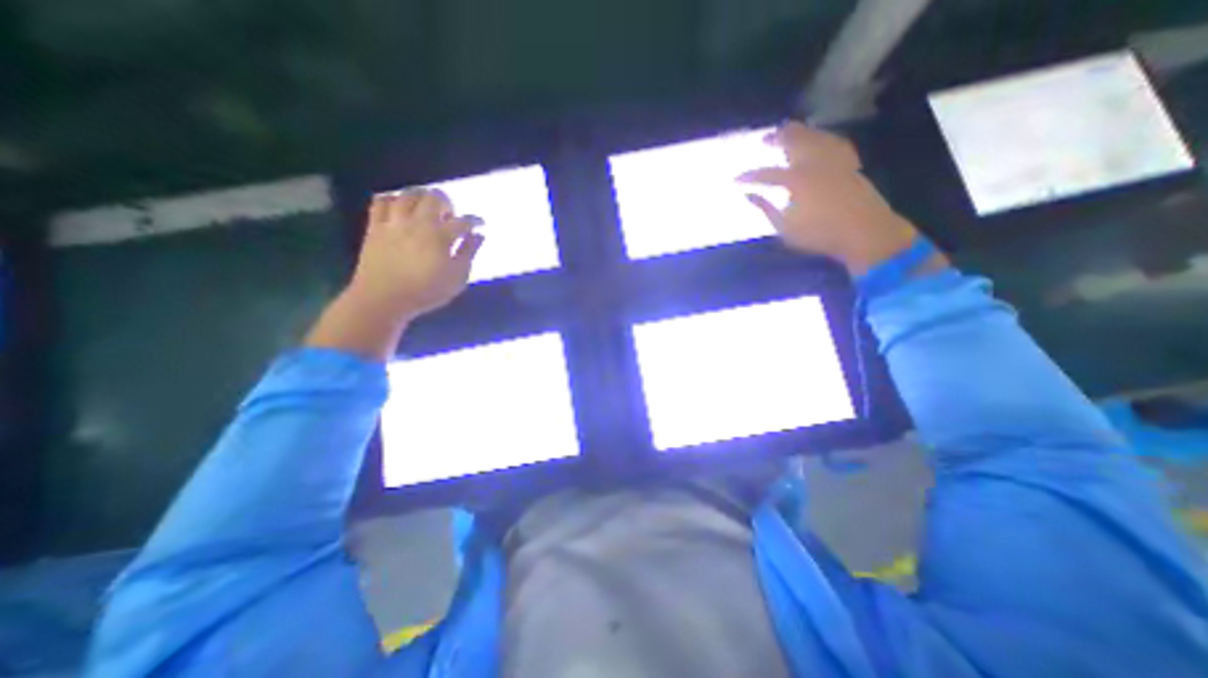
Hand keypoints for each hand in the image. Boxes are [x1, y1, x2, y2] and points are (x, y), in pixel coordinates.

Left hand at [348, 185, 485, 318]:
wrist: (383, 299)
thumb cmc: (426, 292)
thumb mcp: (457, 277)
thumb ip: (469, 253)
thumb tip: (479, 235)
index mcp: (440, 236)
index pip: (462, 221)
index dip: (474, 221)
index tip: (480, 223)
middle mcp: (417, 223)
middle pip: (433, 198)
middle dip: (447, 202)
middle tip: (450, 215)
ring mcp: (394, 223)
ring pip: (407, 195)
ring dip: (421, 196)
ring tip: (427, 207)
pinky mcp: (375, 227)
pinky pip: (381, 202)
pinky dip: (392, 199)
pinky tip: (399, 206)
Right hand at [741, 122, 921, 273]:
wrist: (864, 231)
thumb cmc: (819, 234)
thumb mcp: (785, 228)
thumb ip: (766, 210)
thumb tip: (749, 196)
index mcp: (796, 180)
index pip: (767, 174)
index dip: (750, 176)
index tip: (737, 179)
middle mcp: (814, 163)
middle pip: (794, 142)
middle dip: (777, 138)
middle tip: (765, 139)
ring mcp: (834, 160)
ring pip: (815, 136)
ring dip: (800, 132)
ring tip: (789, 132)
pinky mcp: (849, 162)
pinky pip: (834, 142)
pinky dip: (823, 138)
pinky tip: (820, 140)